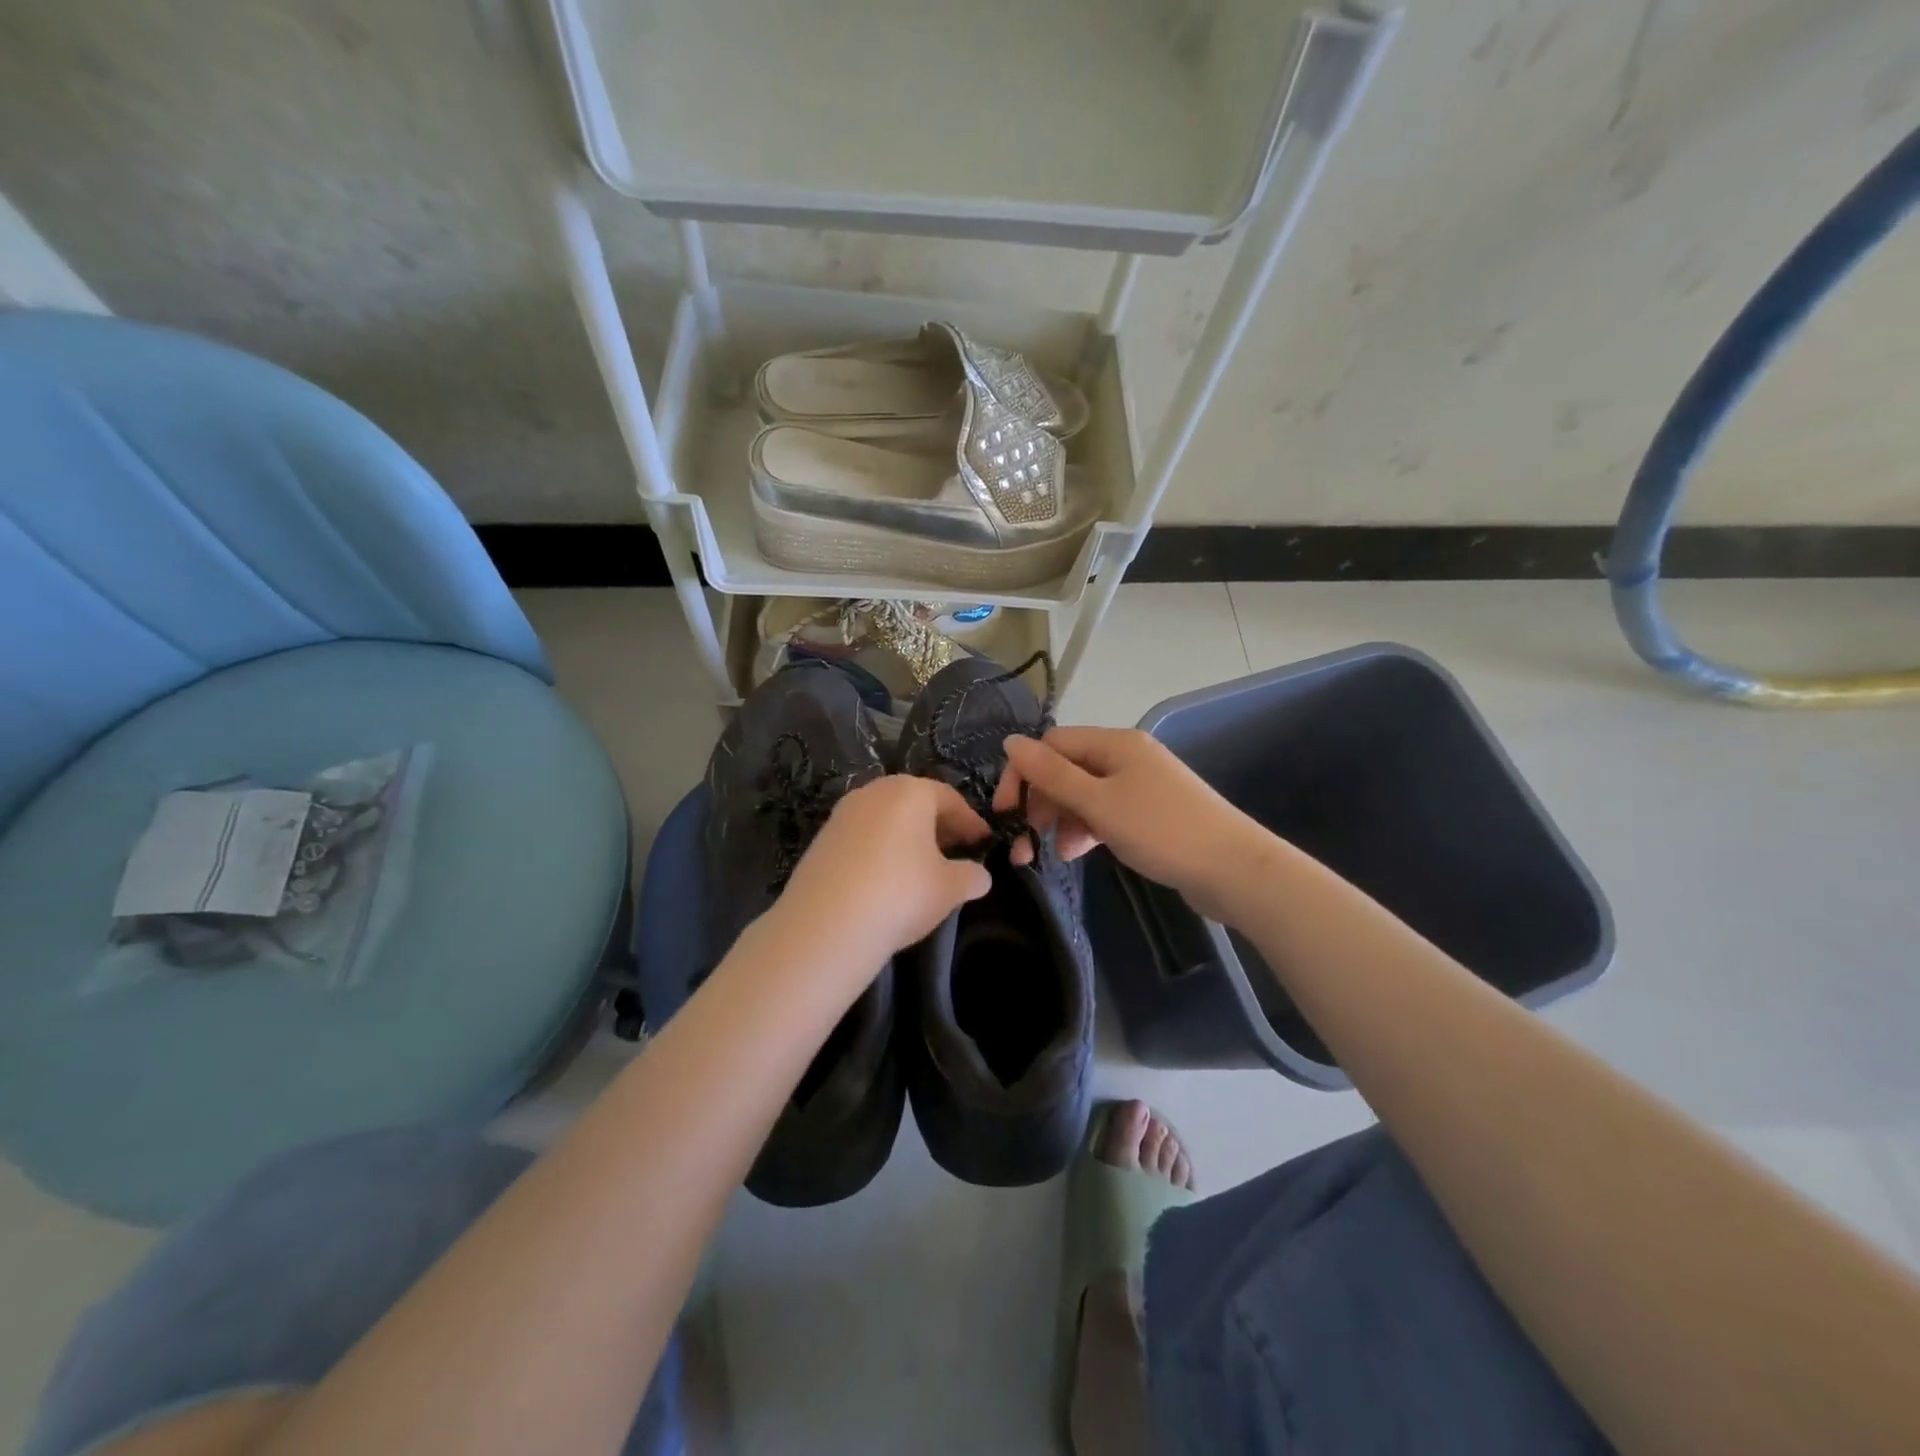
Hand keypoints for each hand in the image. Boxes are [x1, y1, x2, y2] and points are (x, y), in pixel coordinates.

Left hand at [769, 775, 993, 975]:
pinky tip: (887, 877)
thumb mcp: (949, 889)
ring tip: (922, 866)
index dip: (970, 821)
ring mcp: (842, 814)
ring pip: (886, 818)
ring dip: (908, 836)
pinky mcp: (821, 839)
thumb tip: (980, 876)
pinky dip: (881, 849)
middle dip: (938, 825)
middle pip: (914, 802)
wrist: (825, 926)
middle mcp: (874, 792)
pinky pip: (863, 836)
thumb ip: (971, 876)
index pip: (949, 799)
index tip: (983, 841)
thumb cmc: (900, 895)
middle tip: (956, 850)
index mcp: (910, 792)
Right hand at [993, 727, 1269, 920]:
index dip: (1023, 774)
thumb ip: (1052, 775)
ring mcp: (1139, 785)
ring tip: (1053, 853)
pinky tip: (1078, 852)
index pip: (1052, 745)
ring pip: (1083, 794)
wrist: (1233, 870)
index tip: (1006, 813)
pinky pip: (1104, 813)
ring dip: (1061, 819)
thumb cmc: (1161, 831)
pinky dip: (1086, 829)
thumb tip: (1010, 742)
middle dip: (1042, 801)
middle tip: (1026, 839)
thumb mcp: (1099, 803)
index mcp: (1115, 743)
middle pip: (1066, 769)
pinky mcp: (1148, 813)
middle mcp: (1126, 756)